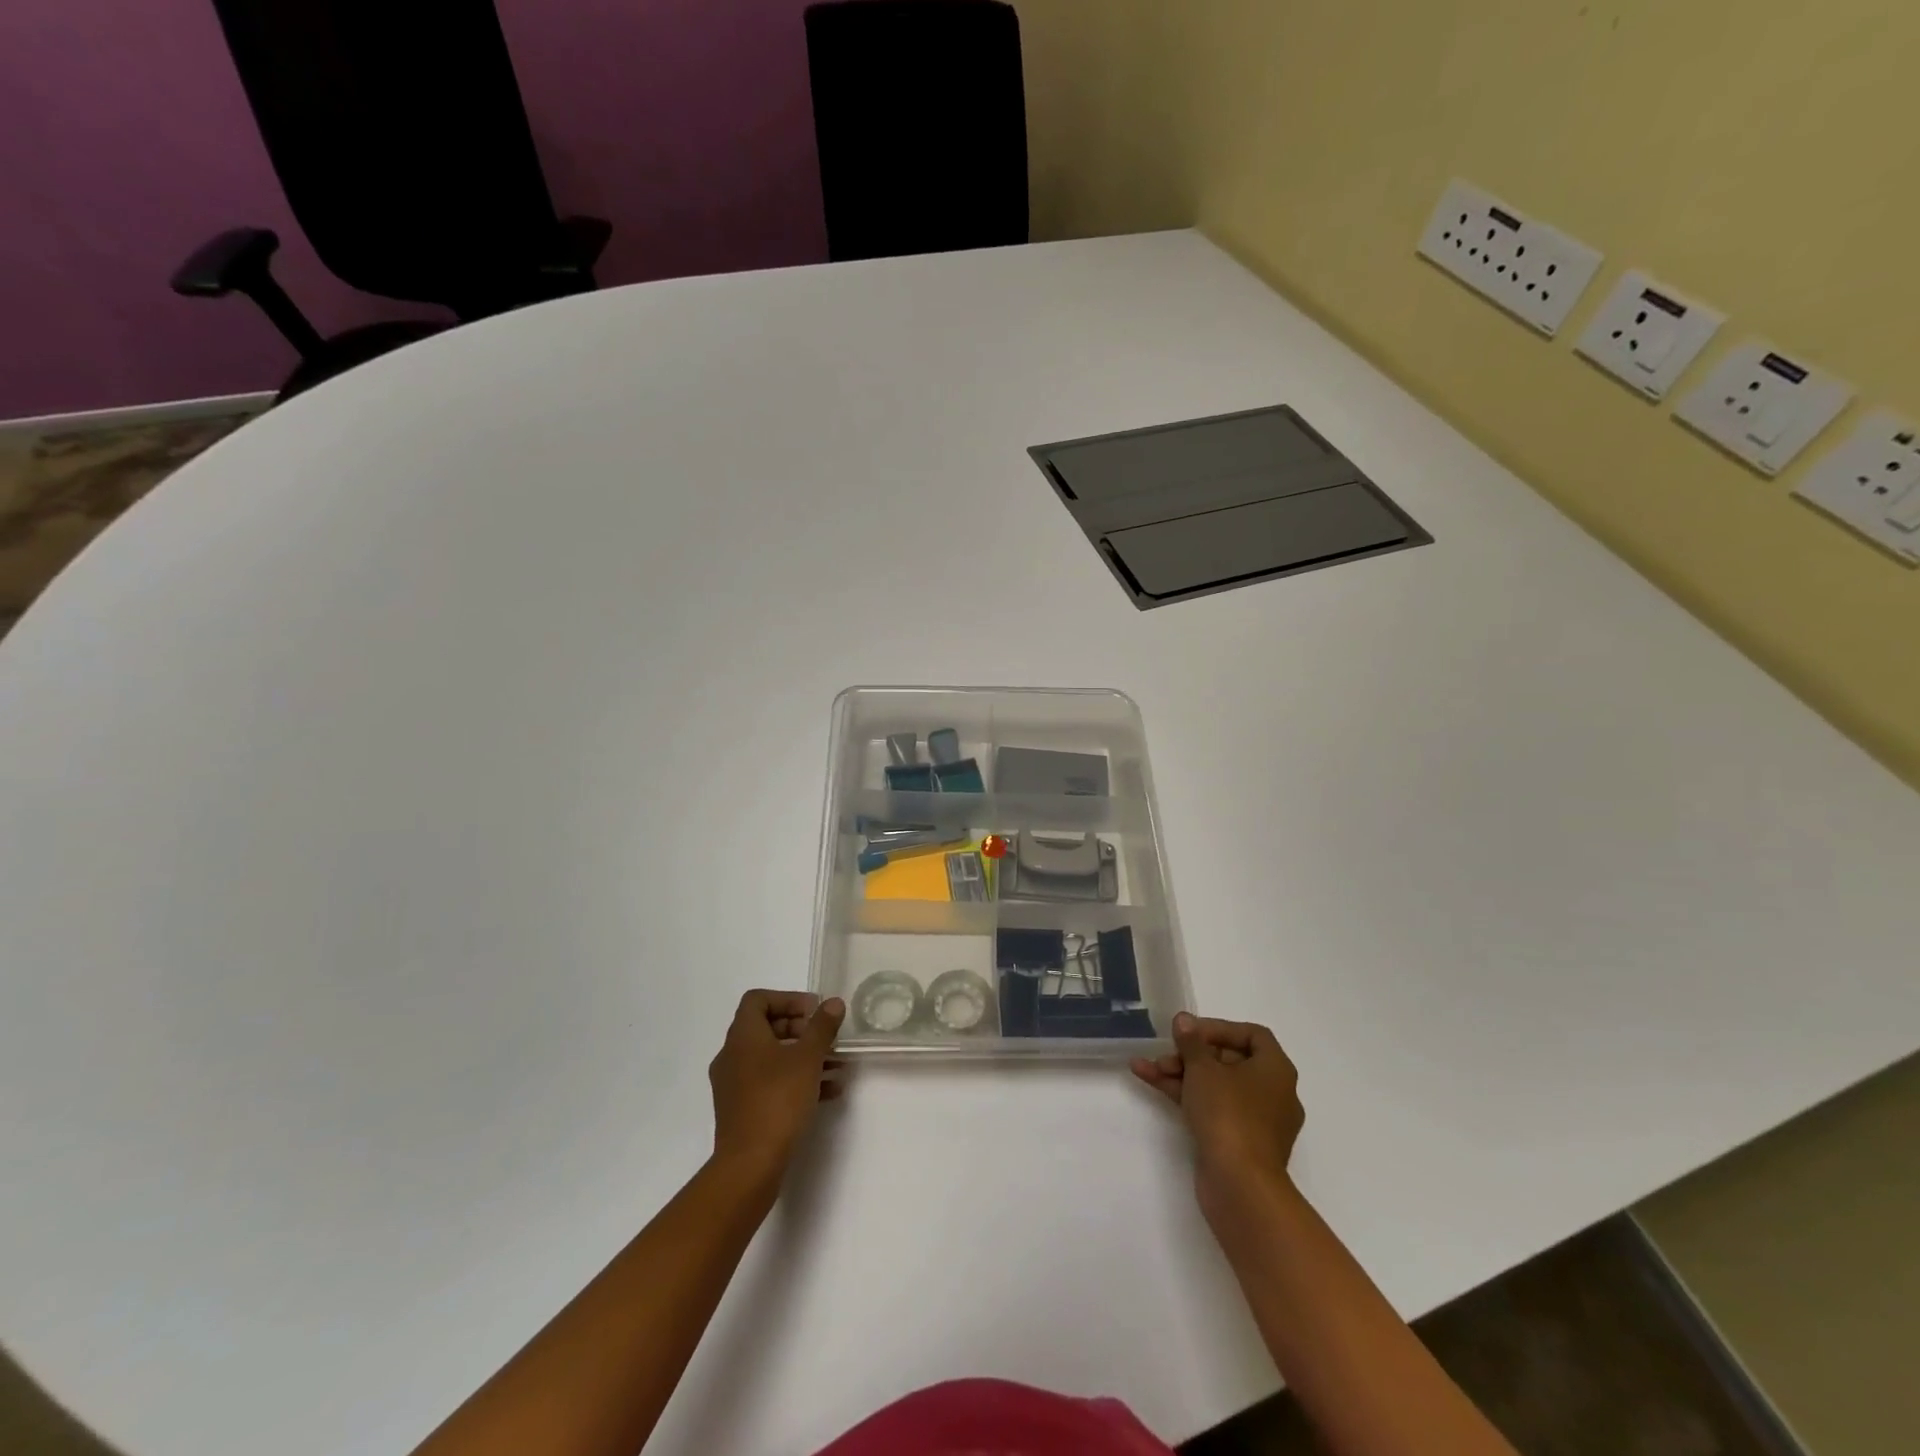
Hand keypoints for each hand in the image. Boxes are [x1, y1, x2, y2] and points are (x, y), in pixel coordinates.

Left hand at [708, 990, 845, 1184]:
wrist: (750, 1165)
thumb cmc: (778, 1100)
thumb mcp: (808, 1058)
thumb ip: (822, 1027)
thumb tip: (833, 1003)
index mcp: (742, 1037)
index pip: (758, 1000)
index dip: (788, 999)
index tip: (814, 1010)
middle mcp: (732, 1056)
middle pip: (766, 1028)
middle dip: (801, 1029)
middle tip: (827, 1037)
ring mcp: (734, 1085)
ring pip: (772, 1058)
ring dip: (804, 1057)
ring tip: (837, 1066)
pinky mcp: (742, 1110)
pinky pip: (770, 1083)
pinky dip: (796, 1080)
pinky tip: (828, 1092)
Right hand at [1132, 1012, 1304, 1219]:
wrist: (1240, 1186)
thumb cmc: (1229, 1114)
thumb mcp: (1203, 1069)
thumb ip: (1191, 1041)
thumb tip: (1184, 1020)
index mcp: (1276, 1070)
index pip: (1252, 1035)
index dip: (1219, 1028)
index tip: (1190, 1032)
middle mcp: (1273, 1093)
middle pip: (1229, 1061)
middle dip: (1192, 1054)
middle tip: (1165, 1053)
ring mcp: (1256, 1121)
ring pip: (1216, 1086)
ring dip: (1181, 1073)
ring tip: (1146, 1067)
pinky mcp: (1239, 1142)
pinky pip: (1212, 1108)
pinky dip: (1185, 1095)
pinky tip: (1150, 1081)